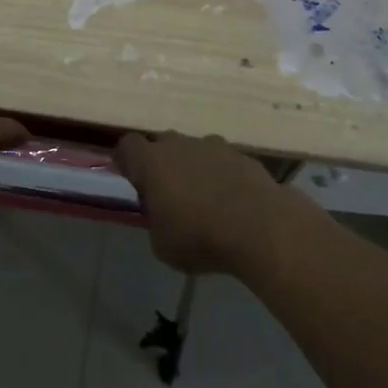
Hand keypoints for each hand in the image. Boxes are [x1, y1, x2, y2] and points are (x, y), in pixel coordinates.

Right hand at [115, 131, 287, 275]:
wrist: (260, 227)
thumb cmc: (200, 237)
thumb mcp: (162, 244)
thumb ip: (156, 221)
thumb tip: (163, 214)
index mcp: (151, 162)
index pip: (128, 145)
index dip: (126, 160)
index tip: (130, 177)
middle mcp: (180, 145)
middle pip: (162, 144)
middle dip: (161, 163)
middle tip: (167, 192)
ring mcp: (214, 146)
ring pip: (194, 150)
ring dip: (193, 168)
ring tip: (203, 199)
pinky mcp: (242, 156)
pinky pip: (223, 162)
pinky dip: (222, 176)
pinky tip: (231, 203)